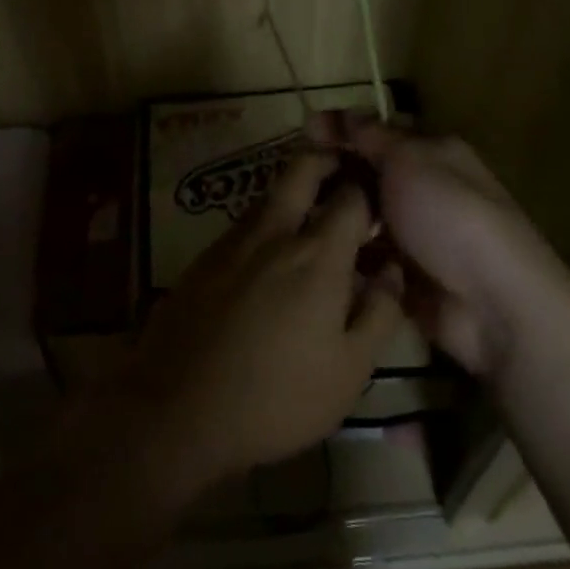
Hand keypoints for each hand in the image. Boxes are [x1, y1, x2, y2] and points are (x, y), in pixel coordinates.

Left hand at [114, 150, 404, 493]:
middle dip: (328, 159)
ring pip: (271, 193)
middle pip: (302, 168)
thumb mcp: (349, 371)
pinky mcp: (205, 256)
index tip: (382, 200)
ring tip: (314, 217)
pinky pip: (246, 222)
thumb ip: (379, 313)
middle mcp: (275, 232)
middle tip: (345, 173)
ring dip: (296, 191)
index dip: (371, 190)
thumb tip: (392, 270)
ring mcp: (234, 240)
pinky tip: (271, 255)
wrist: (177, 409)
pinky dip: (268, 222)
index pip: (352, 195)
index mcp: (317, 254)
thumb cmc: (277, 397)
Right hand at [310, 114, 569, 383]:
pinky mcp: (405, 278)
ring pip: (363, 216)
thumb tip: (341, 114)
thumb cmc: (450, 215)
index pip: (378, 131)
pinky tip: (314, 253)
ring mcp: (415, 235)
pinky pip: (366, 258)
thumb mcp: (408, 160)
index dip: (342, 128)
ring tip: (297, 218)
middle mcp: (424, 188)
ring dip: (336, 216)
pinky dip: (346, 255)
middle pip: (367, 173)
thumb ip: (371, 136)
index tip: (303, 132)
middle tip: (292, 180)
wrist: (494, 305)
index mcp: (432, 152)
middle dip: (334, 173)